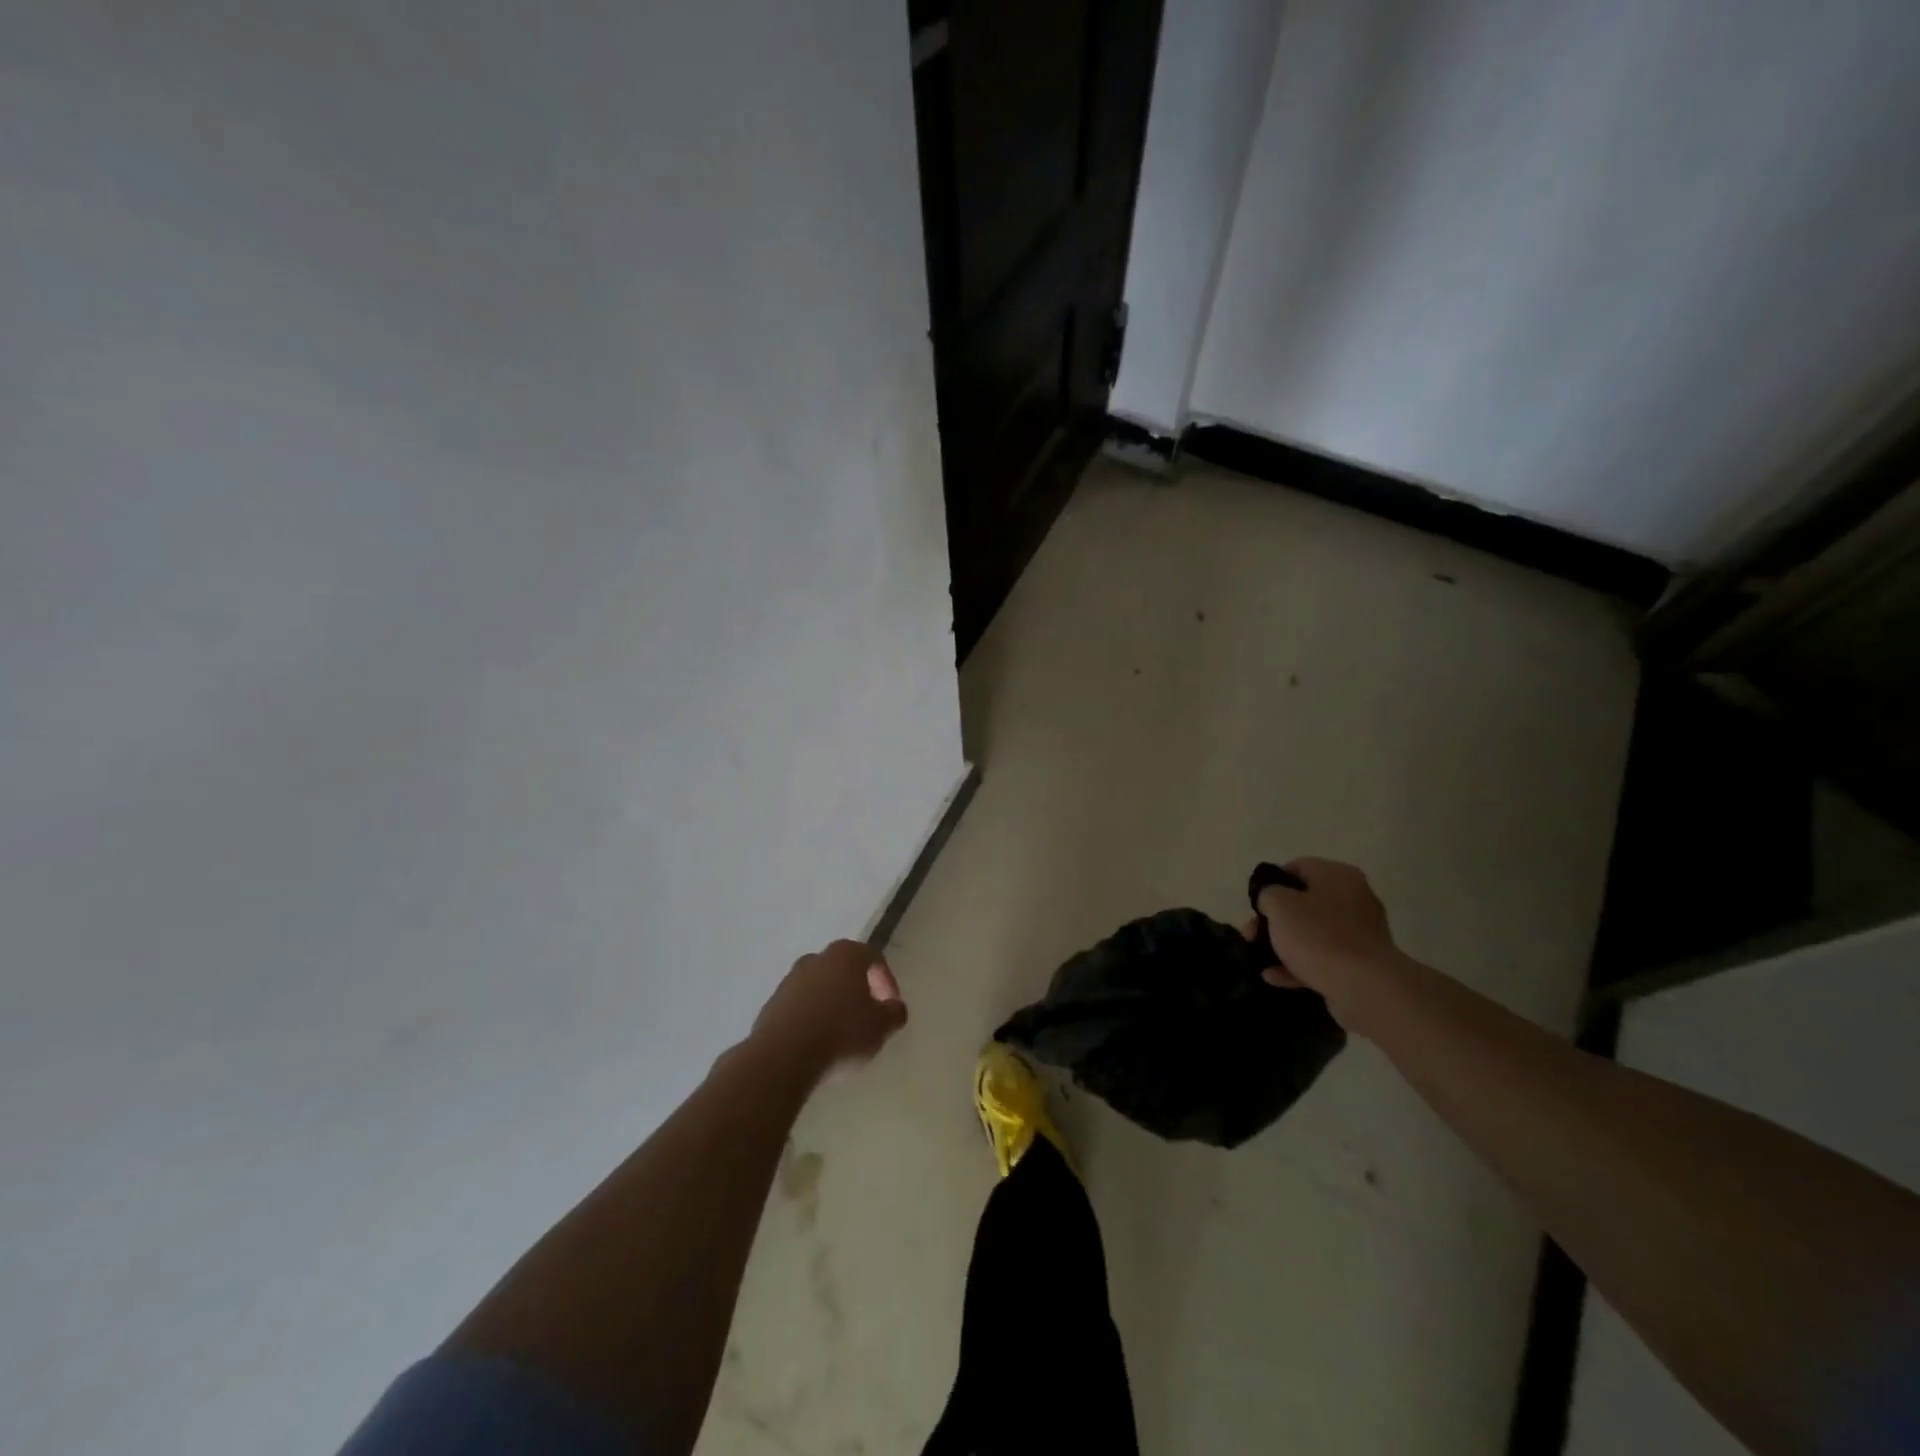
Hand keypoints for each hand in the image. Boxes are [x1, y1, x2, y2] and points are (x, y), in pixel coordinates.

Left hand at [750, 938, 907, 1077]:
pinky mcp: (771, 1005)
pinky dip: (811, 1019)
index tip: (890, 1006)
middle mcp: (816, 959)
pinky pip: (799, 1007)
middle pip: (843, 969)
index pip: (873, 958)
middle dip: (857, 989)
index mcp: (845, 955)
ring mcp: (789, 981)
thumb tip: (895, 1008)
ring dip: (832, 1004)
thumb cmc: (841, 1034)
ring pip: (819, 987)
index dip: (886, 980)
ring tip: (841, 1034)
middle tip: (867, 1016)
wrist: (783, 1057)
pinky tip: (817, 1043)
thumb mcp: (881, 1027)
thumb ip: (894, 1013)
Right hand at [1249, 858, 1397, 1024]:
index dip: (1271, 883)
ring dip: (1283, 943)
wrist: (1364, 987)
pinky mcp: (1360, 964)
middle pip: (1304, 902)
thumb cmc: (1317, 936)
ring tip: (1259, 957)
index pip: (1298, 867)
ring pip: (1312, 932)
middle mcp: (1354, 899)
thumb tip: (1272, 899)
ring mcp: (1360, 933)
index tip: (1254, 903)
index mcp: (1337, 876)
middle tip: (1251, 934)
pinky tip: (1274, 976)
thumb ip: (1267, 894)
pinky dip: (1299, 964)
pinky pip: (1323, 957)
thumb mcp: (1279, 905)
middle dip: (1273, 919)